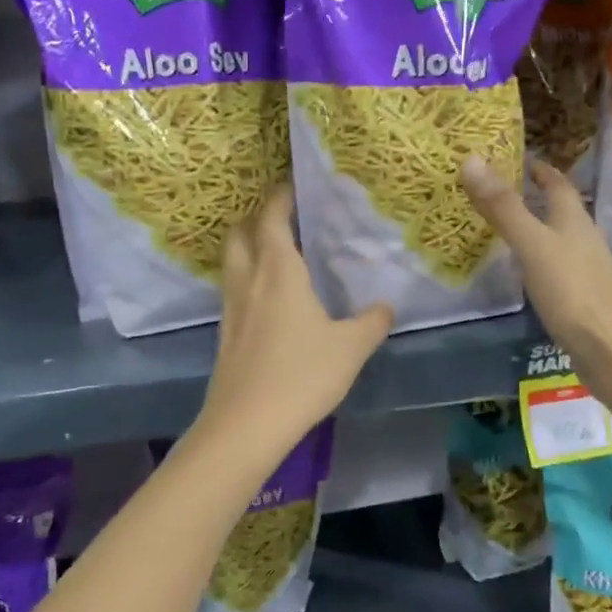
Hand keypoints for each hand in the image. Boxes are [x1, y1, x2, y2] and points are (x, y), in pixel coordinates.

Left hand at [197, 186, 392, 453]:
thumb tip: (386, 307)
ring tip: (275, 255)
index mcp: (278, 271)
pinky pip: (233, 292)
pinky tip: (267, 301)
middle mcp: (248, 281)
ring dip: (247, 249)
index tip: (294, 187)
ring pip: (232, 263)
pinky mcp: (225, 335)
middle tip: (283, 220)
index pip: (272, 218)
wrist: (247, 423)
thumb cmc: (302, 374)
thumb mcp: (351, 347)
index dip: (280, 198)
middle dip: (256, 219)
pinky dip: (246, 281)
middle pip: (240, 234)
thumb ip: (372, 322)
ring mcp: (231, 309)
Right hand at [460, 158, 611, 436]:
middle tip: (497, 190)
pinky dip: (536, 258)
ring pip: (557, 237)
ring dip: (535, 227)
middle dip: (534, 196)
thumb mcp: (532, 245)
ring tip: (502, 225)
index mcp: (574, 219)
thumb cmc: (572, 291)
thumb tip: (471, 158)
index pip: (557, 182)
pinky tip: (521, 270)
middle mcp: (582, 238)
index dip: (538, 168)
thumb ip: (503, 207)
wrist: (610, 349)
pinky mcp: (580, 296)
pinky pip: (555, 266)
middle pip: (559, 208)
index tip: (514, 158)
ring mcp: (584, 269)